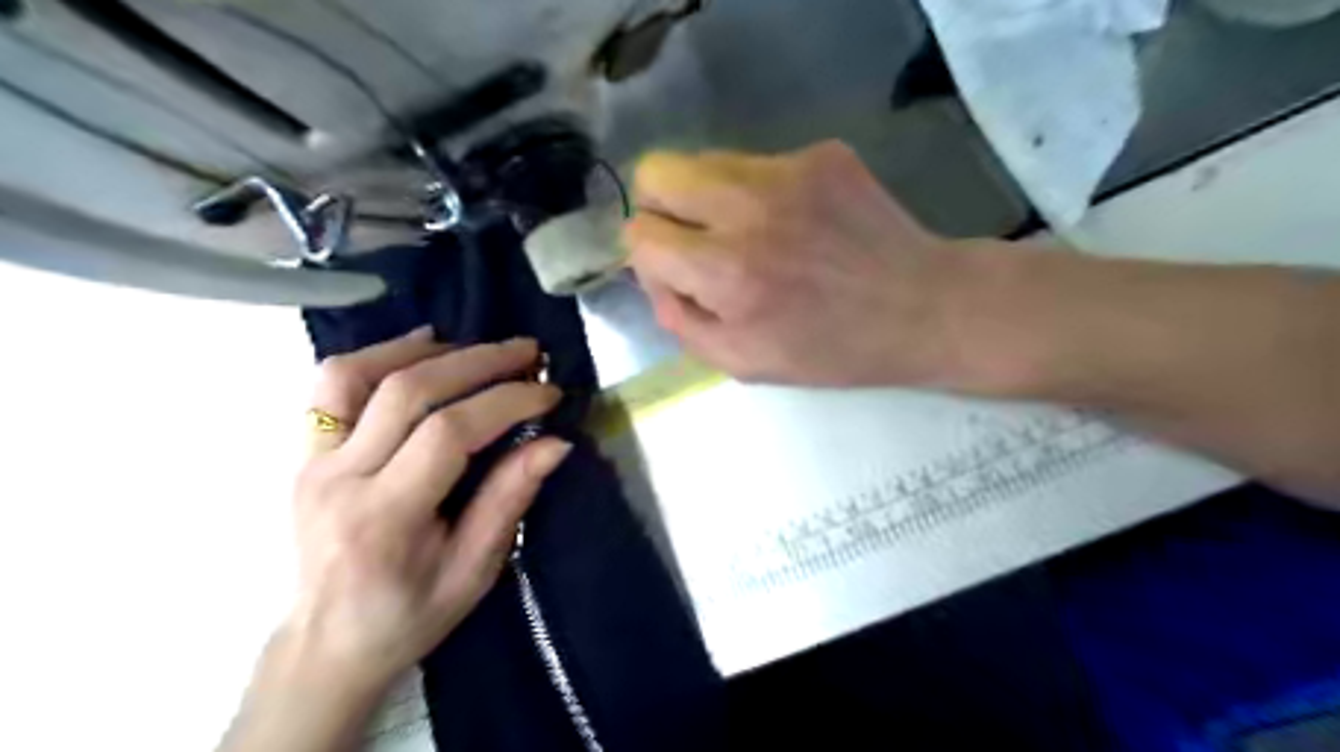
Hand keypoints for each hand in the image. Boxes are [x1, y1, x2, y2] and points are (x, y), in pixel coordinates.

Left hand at [288, 330, 568, 692]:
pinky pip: (333, 385)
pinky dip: (379, 355)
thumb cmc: (409, 616)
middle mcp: (339, 479)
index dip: (506, 402)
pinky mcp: (305, 452)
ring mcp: (312, 461)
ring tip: (480, 345)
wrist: (326, 644)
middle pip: (409, 391)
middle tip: (529, 352)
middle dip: (480, 361)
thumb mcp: (474, 571)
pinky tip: (423, 346)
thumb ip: (509, 500)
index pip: (449, 433)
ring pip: (360, 374)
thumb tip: (555, 443)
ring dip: (428, 350)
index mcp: (384, 518)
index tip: (549, 393)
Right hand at [624, 139, 979, 387]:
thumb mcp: (744, 363)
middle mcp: (749, 209)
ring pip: (702, 160)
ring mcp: (789, 171)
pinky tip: (792, 222)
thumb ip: (682, 323)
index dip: (648, 258)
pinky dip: (755, 192)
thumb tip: (655, 280)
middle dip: (660, 209)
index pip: (641, 234)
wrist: (922, 308)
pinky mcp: (821, 153)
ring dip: (706, 198)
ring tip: (745, 234)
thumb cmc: (832, 350)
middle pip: (657, 172)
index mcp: (728, 272)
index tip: (675, 274)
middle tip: (691, 241)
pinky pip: (755, 162)